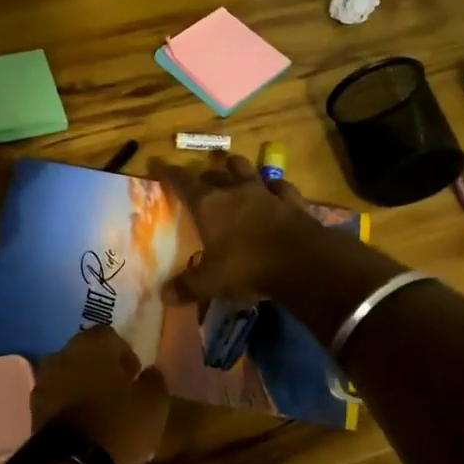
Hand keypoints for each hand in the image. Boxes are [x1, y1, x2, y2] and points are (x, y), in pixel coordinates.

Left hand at [30, 327, 169, 463]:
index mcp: (92, 343)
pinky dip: (69, 406)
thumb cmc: (120, 423)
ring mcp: (43, 381)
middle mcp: (62, 354)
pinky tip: (84, 425)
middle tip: (119, 392)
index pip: (110, 336)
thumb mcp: (154, 403)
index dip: (125, 354)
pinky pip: (57, 399)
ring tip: (101, 411)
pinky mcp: (33, 409)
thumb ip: (154, 380)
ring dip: (82, 387)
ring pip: (68, 376)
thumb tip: (150, 372)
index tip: (135, 375)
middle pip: (85, 354)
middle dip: (101, 369)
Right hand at [149, 154, 326, 304]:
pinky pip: (280, 186)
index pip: (183, 182)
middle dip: (204, 175)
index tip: (160, 167)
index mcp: (209, 205)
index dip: (169, 174)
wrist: (303, 261)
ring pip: (247, 169)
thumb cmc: (247, 267)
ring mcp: (266, 192)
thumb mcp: (211, 283)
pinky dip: (273, 186)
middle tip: (199, 181)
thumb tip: (164, 296)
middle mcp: (235, 191)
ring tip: (232, 168)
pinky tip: (273, 189)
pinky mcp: (293, 200)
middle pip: (215, 174)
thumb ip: (187, 287)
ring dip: (237, 168)